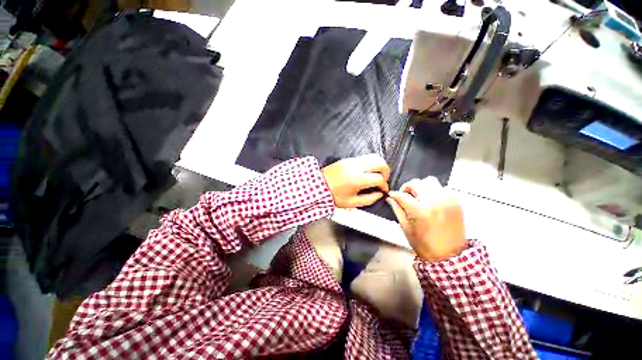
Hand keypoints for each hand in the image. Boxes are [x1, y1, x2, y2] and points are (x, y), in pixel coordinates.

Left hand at [321, 154, 389, 207]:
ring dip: (379, 165)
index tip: (383, 190)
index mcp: (358, 179)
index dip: (384, 186)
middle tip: (382, 180)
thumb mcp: (351, 203)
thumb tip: (379, 194)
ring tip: (376, 175)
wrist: (318, 185)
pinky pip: (364, 158)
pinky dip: (370, 163)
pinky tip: (366, 172)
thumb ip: (369, 199)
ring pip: (373, 157)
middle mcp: (357, 167)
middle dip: (386, 171)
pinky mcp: (348, 159)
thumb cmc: (333, 195)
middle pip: (380, 162)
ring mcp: (352, 161)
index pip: (379, 178)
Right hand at [386, 177, 465, 261]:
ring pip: (430, 181)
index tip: (391, 195)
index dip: (394, 194)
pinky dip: (434, 191)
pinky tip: (432, 200)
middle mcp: (434, 201)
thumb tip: (390, 198)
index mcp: (419, 210)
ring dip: (422, 187)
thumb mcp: (405, 228)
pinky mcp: (456, 202)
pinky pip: (443, 188)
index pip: (402, 195)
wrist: (449, 256)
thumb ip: (397, 209)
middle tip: (405, 195)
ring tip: (419, 197)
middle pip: (416, 183)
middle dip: (407, 187)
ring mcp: (447, 200)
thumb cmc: (423, 244)